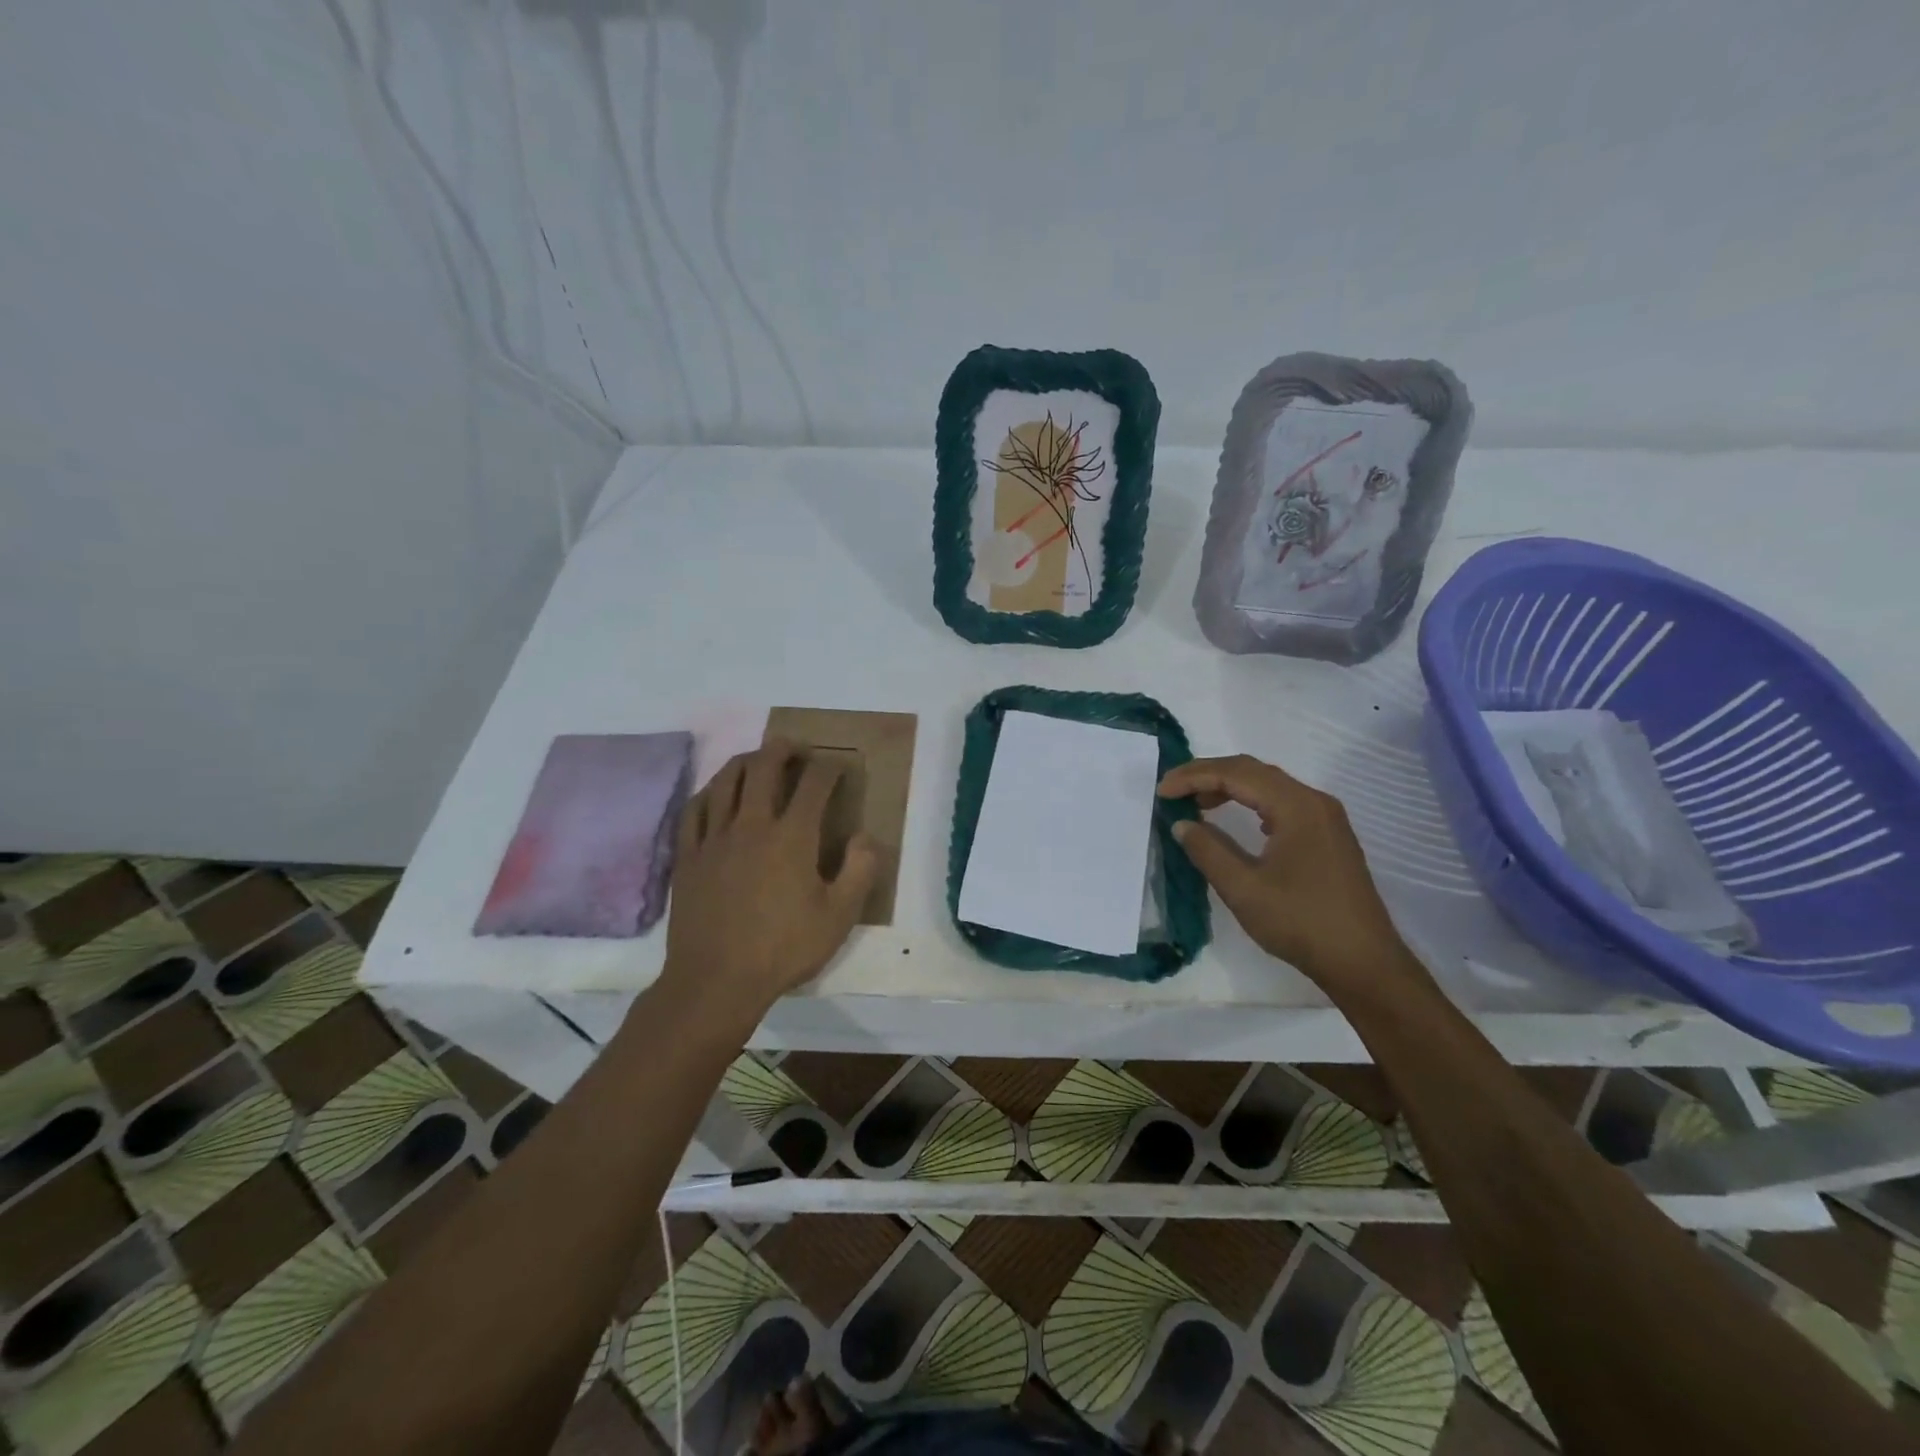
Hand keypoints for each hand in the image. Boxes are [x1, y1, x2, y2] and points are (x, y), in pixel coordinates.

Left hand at [662, 741, 878, 1012]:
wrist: (716, 981)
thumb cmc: (784, 948)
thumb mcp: (839, 917)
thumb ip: (860, 871)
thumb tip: (864, 836)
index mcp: (792, 836)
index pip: (814, 784)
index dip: (830, 768)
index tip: (839, 767)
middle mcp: (752, 824)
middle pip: (765, 767)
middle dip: (784, 749)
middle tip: (797, 748)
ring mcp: (714, 838)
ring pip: (726, 780)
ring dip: (746, 761)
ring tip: (757, 760)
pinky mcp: (688, 856)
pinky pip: (694, 810)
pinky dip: (709, 793)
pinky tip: (716, 794)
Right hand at [1159, 755, 1426, 990]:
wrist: (1364, 963)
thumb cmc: (1301, 923)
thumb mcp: (1243, 889)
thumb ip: (1208, 850)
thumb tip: (1181, 824)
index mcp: (1296, 806)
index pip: (1236, 774)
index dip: (1194, 777)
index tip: (1161, 792)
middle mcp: (1314, 802)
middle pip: (1253, 771)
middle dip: (1208, 774)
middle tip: (1172, 790)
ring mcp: (1325, 818)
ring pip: (1269, 785)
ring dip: (1229, 787)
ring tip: (1195, 803)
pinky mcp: (1328, 835)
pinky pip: (1282, 802)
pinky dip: (1250, 801)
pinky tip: (1234, 820)